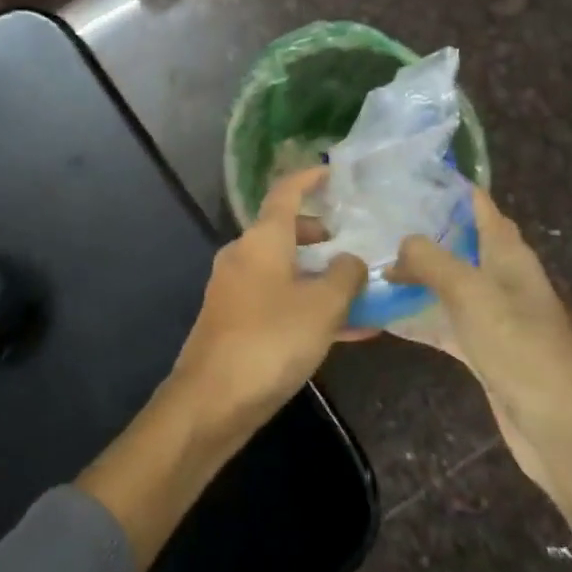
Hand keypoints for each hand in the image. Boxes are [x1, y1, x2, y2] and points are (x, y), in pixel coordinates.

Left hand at [170, 167, 367, 428]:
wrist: (212, 399)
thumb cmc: (271, 340)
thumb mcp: (322, 306)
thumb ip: (345, 276)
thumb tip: (351, 261)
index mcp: (262, 239)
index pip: (285, 192)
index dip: (309, 178)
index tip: (332, 172)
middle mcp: (244, 256)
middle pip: (284, 232)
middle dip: (319, 236)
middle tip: (351, 244)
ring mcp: (235, 289)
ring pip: (285, 271)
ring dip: (319, 278)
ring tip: (360, 295)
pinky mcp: (235, 321)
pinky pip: (279, 301)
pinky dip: (308, 307)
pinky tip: (344, 333)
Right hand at [388, 187, 571, 396]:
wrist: (557, 427)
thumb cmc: (518, 346)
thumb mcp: (471, 292)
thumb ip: (431, 259)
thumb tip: (402, 243)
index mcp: (509, 255)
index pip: (481, 206)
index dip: (450, 187)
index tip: (408, 175)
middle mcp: (503, 278)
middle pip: (460, 243)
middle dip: (423, 231)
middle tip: (376, 218)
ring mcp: (493, 315)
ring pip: (448, 283)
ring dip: (416, 275)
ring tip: (371, 260)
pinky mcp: (483, 349)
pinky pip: (443, 322)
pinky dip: (417, 316)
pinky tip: (382, 314)